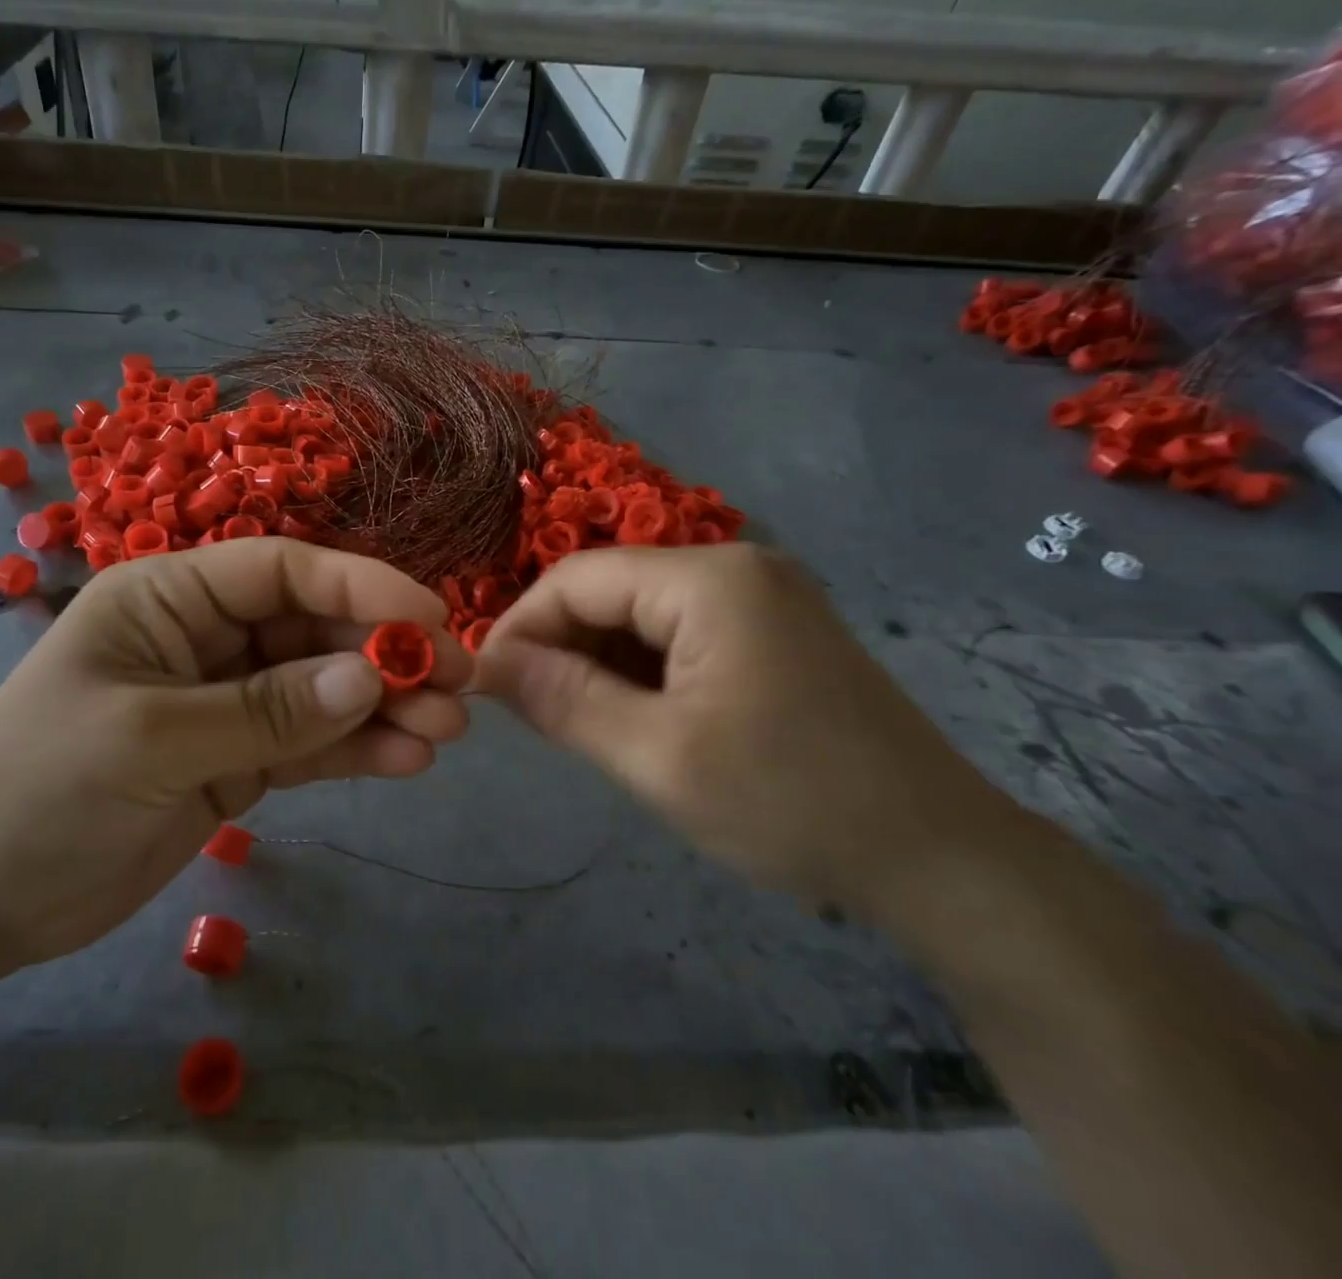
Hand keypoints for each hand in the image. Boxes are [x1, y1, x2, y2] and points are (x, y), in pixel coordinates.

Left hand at [0, 539, 468, 971]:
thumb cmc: (40, 790)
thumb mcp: (153, 740)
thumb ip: (266, 710)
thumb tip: (369, 677)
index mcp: (171, 596)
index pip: (283, 571)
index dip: (362, 586)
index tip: (431, 617)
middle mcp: (207, 636)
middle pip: (315, 629)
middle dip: (385, 653)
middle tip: (457, 684)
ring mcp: (227, 700)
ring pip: (323, 687)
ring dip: (384, 705)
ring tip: (445, 731)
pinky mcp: (238, 758)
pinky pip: (310, 742)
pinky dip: (356, 748)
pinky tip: (405, 760)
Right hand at [476, 544, 1014, 912]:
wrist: (940, 858)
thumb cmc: (789, 802)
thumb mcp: (655, 756)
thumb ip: (562, 698)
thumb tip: (487, 662)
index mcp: (708, 579)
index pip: (576, 579)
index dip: (520, 627)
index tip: (486, 687)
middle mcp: (735, 567)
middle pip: (610, 591)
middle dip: (561, 648)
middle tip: (532, 716)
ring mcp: (761, 597)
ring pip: (642, 614)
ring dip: (599, 662)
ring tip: (578, 724)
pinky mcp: (775, 631)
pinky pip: (681, 634)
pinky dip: (642, 670)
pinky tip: (635, 717)